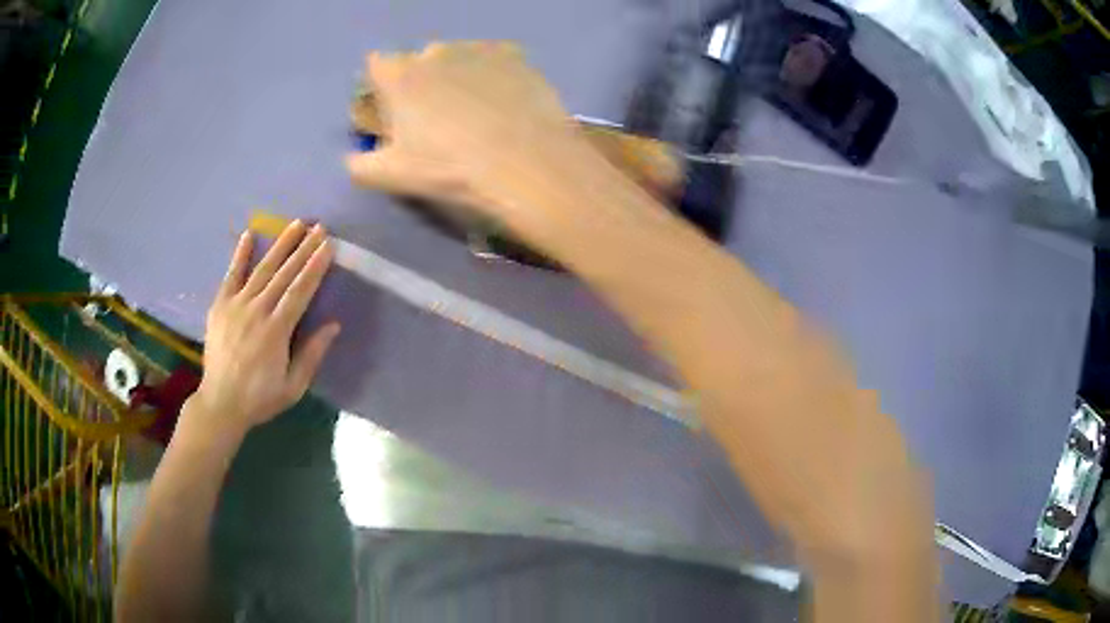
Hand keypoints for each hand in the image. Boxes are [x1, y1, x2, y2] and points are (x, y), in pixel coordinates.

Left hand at [190, 221, 339, 434]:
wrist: (220, 403)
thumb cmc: (260, 398)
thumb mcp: (293, 387)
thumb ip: (311, 355)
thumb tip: (333, 325)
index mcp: (277, 331)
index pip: (300, 291)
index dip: (315, 267)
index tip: (328, 246)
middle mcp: (257, 311)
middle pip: (284, 274)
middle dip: (303, 249)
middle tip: (319, 227)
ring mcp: (236, 305)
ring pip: (262, 269)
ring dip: (280, 245)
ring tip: (296, 224)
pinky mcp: (220, 305)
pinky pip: (231, 275)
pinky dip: (240, 254)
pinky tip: (249, 234)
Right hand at [346, 41, 599, 244]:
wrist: (525, 163)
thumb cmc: (448, 168)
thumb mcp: (392, 176)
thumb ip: (360, 164)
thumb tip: (352, 157)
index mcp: (400, 74)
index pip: (376, 65)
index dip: (381, 85)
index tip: (392, 108)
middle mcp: (436, 51)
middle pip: (419, 61)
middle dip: (421, 81)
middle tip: (437, 116)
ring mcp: (478, 48)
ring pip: (457, 58)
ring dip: (457, 76)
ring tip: (476, 111)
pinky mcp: (515, 55)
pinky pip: (494, 60)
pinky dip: (492, 75)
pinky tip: (504, 102)